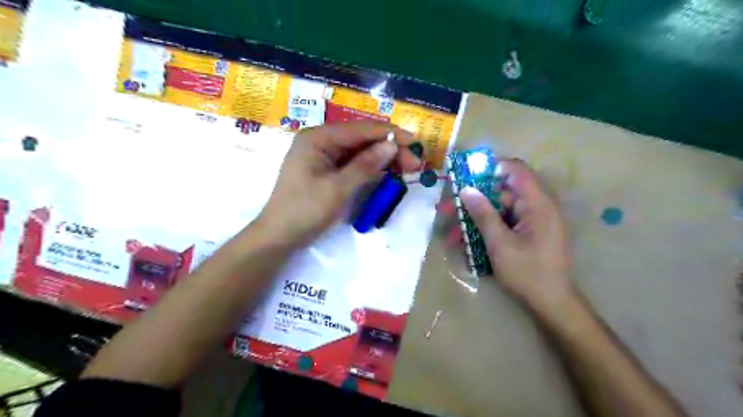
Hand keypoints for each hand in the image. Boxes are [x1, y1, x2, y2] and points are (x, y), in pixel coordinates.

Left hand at [257, 124, 419, 245]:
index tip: (414, 142)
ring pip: (361, 153)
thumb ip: (365, 165)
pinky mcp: (328, 171)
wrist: (280, 236)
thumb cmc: (305, 210)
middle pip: (362, 140)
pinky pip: (354, 165)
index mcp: (318, 137)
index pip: (360, 129)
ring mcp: (325, 157)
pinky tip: (389, 173)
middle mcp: (322, 141)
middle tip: (415, 164)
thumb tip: (392, 145)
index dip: (389, 134)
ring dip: (383, 159)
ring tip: (408, 169)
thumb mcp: (338, 188)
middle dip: (389, 149)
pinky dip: (372, 169)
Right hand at [462, 158, 576, 314]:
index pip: (516, 170)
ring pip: (500, 209)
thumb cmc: (528, 273)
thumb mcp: (500, 244)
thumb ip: (483, 214)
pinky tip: (467, 242)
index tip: (467, 175)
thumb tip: (466, 189)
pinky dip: (487, 229)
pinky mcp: (530, 233)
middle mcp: (538, 207)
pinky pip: (505, 223)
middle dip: (475, 199)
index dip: (491, 167)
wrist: (553, 305)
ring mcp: (534, 221)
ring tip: (452, 232)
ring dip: (477, 218)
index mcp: (538, 204)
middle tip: (449, 207)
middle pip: (503, 192)